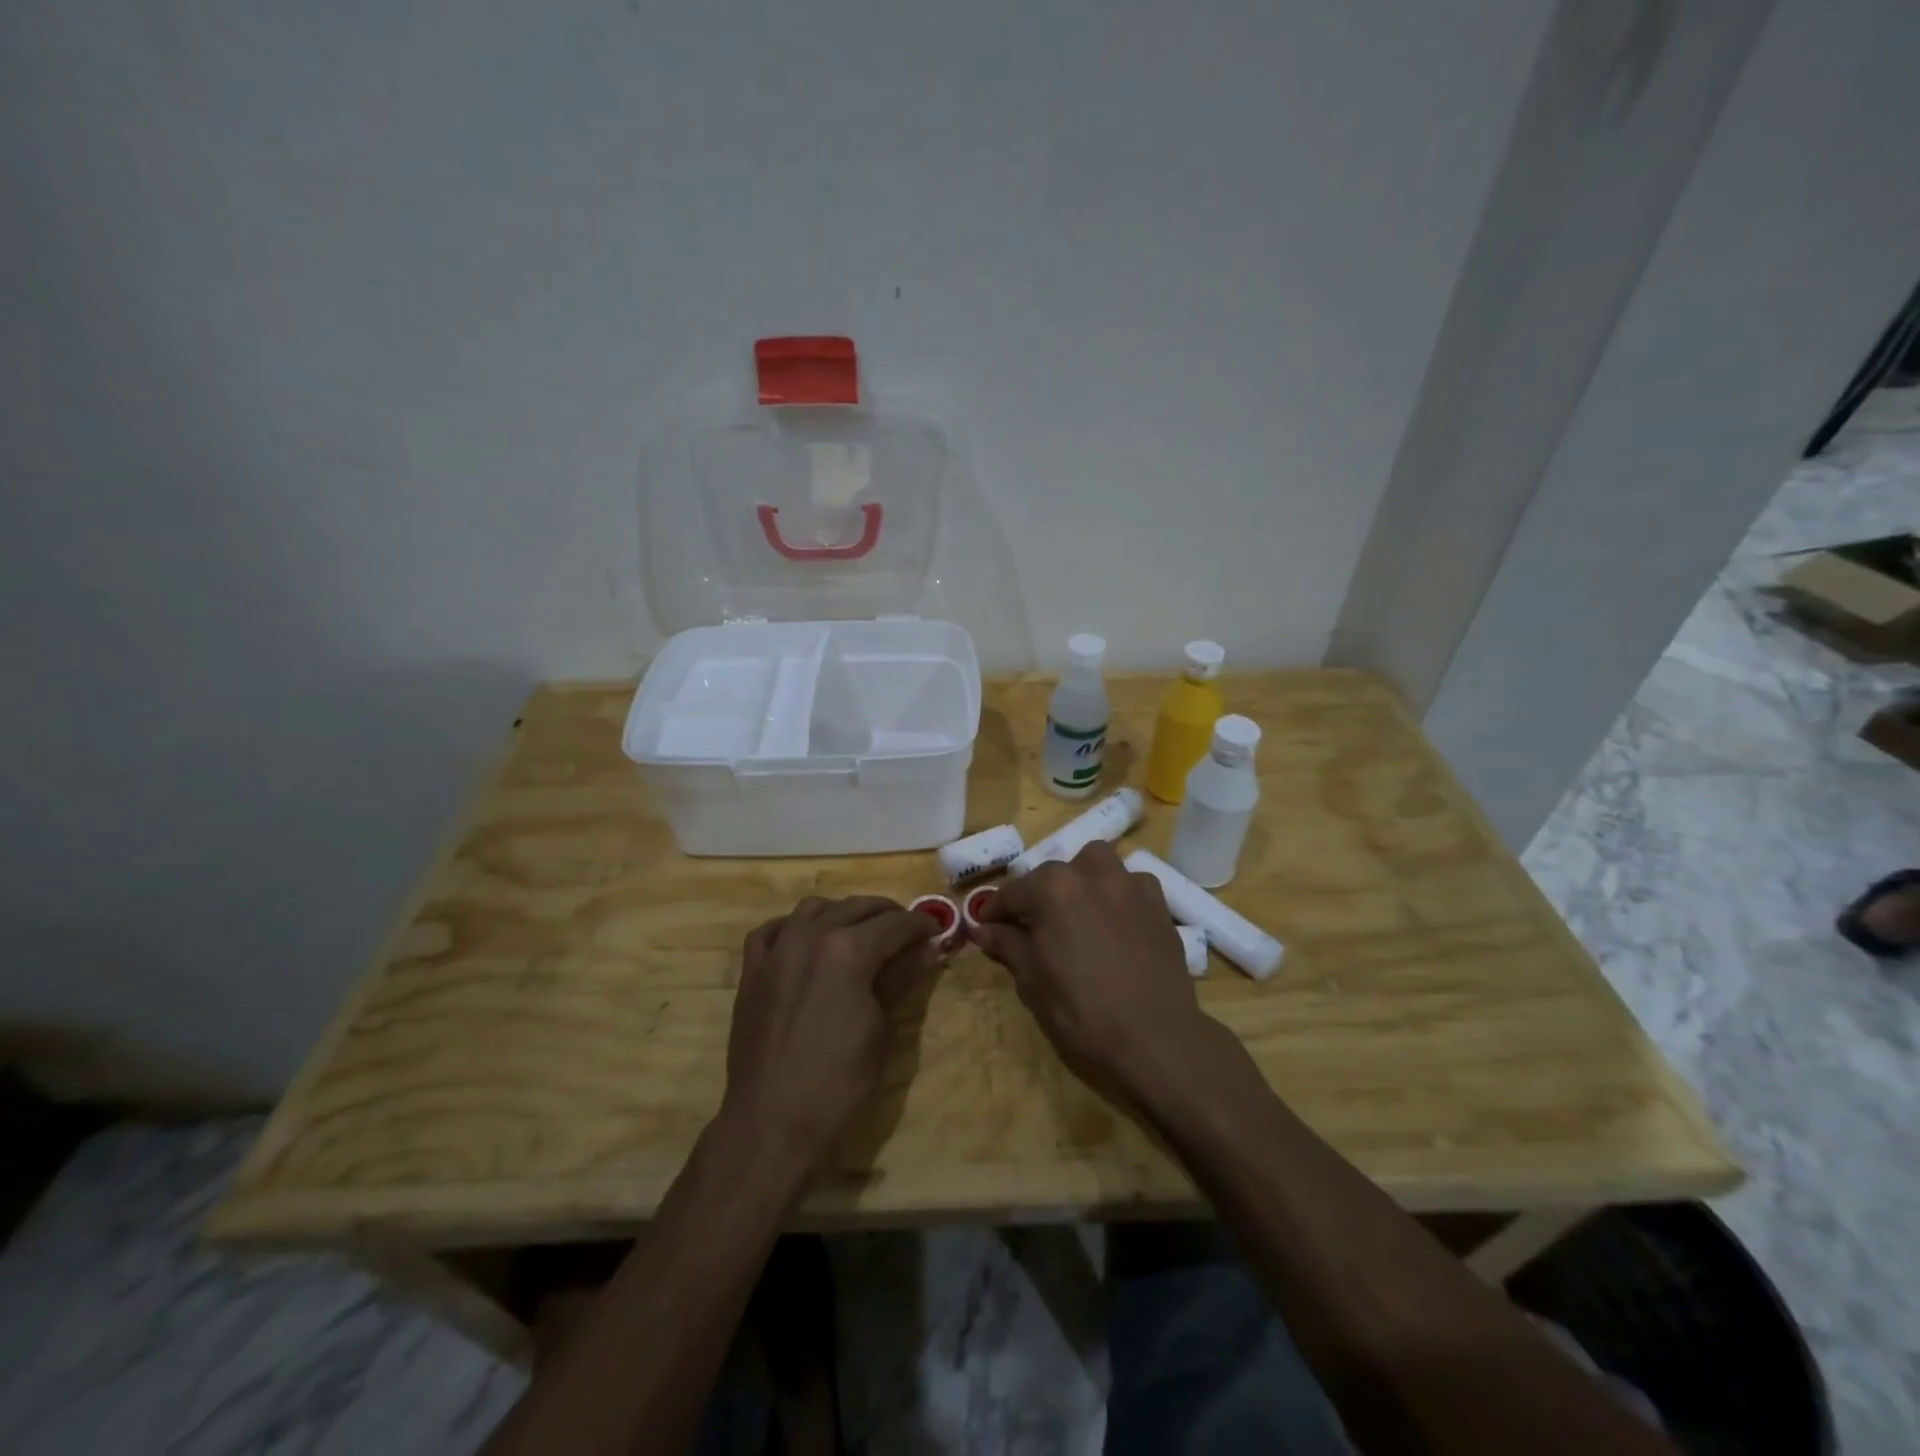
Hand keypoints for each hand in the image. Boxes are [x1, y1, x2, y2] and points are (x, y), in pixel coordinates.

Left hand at [721, 896, 941, 1164]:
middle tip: (906, 930)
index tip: (935, 930)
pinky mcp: (752, 971)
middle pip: (857, 907)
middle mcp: (810, 936)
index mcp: (848, 950)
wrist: (771, 1121)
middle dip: (887, 914)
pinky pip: (772, 930)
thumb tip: (923, 950)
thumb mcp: (882, 1030)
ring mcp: (776, 950)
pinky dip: (794, 927)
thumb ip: (899, 980)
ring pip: (814, 908)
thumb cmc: (838, 1082)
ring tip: (859, 931)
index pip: (895, 924)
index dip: (920, 925)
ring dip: (842, 913)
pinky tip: (806, 941)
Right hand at [971, 842, 1210, 1093]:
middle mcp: (1090, 872)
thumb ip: (1008, 945)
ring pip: (1096, 864)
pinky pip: (1130, 884)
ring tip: (1078, 911)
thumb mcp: (1033, 981)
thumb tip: (983, 929)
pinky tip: (1116, 921)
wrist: (1155, 1036)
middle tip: (1032, 928)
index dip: (994, 911)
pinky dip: (1117, 894)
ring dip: (1081, 879)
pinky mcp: (1158, 902)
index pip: (1012, 892)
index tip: (985, 926)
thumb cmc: (1082, 1010)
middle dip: (1037, 896)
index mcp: (1052, 888)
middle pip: (1053, 874)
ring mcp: (1129, 884)